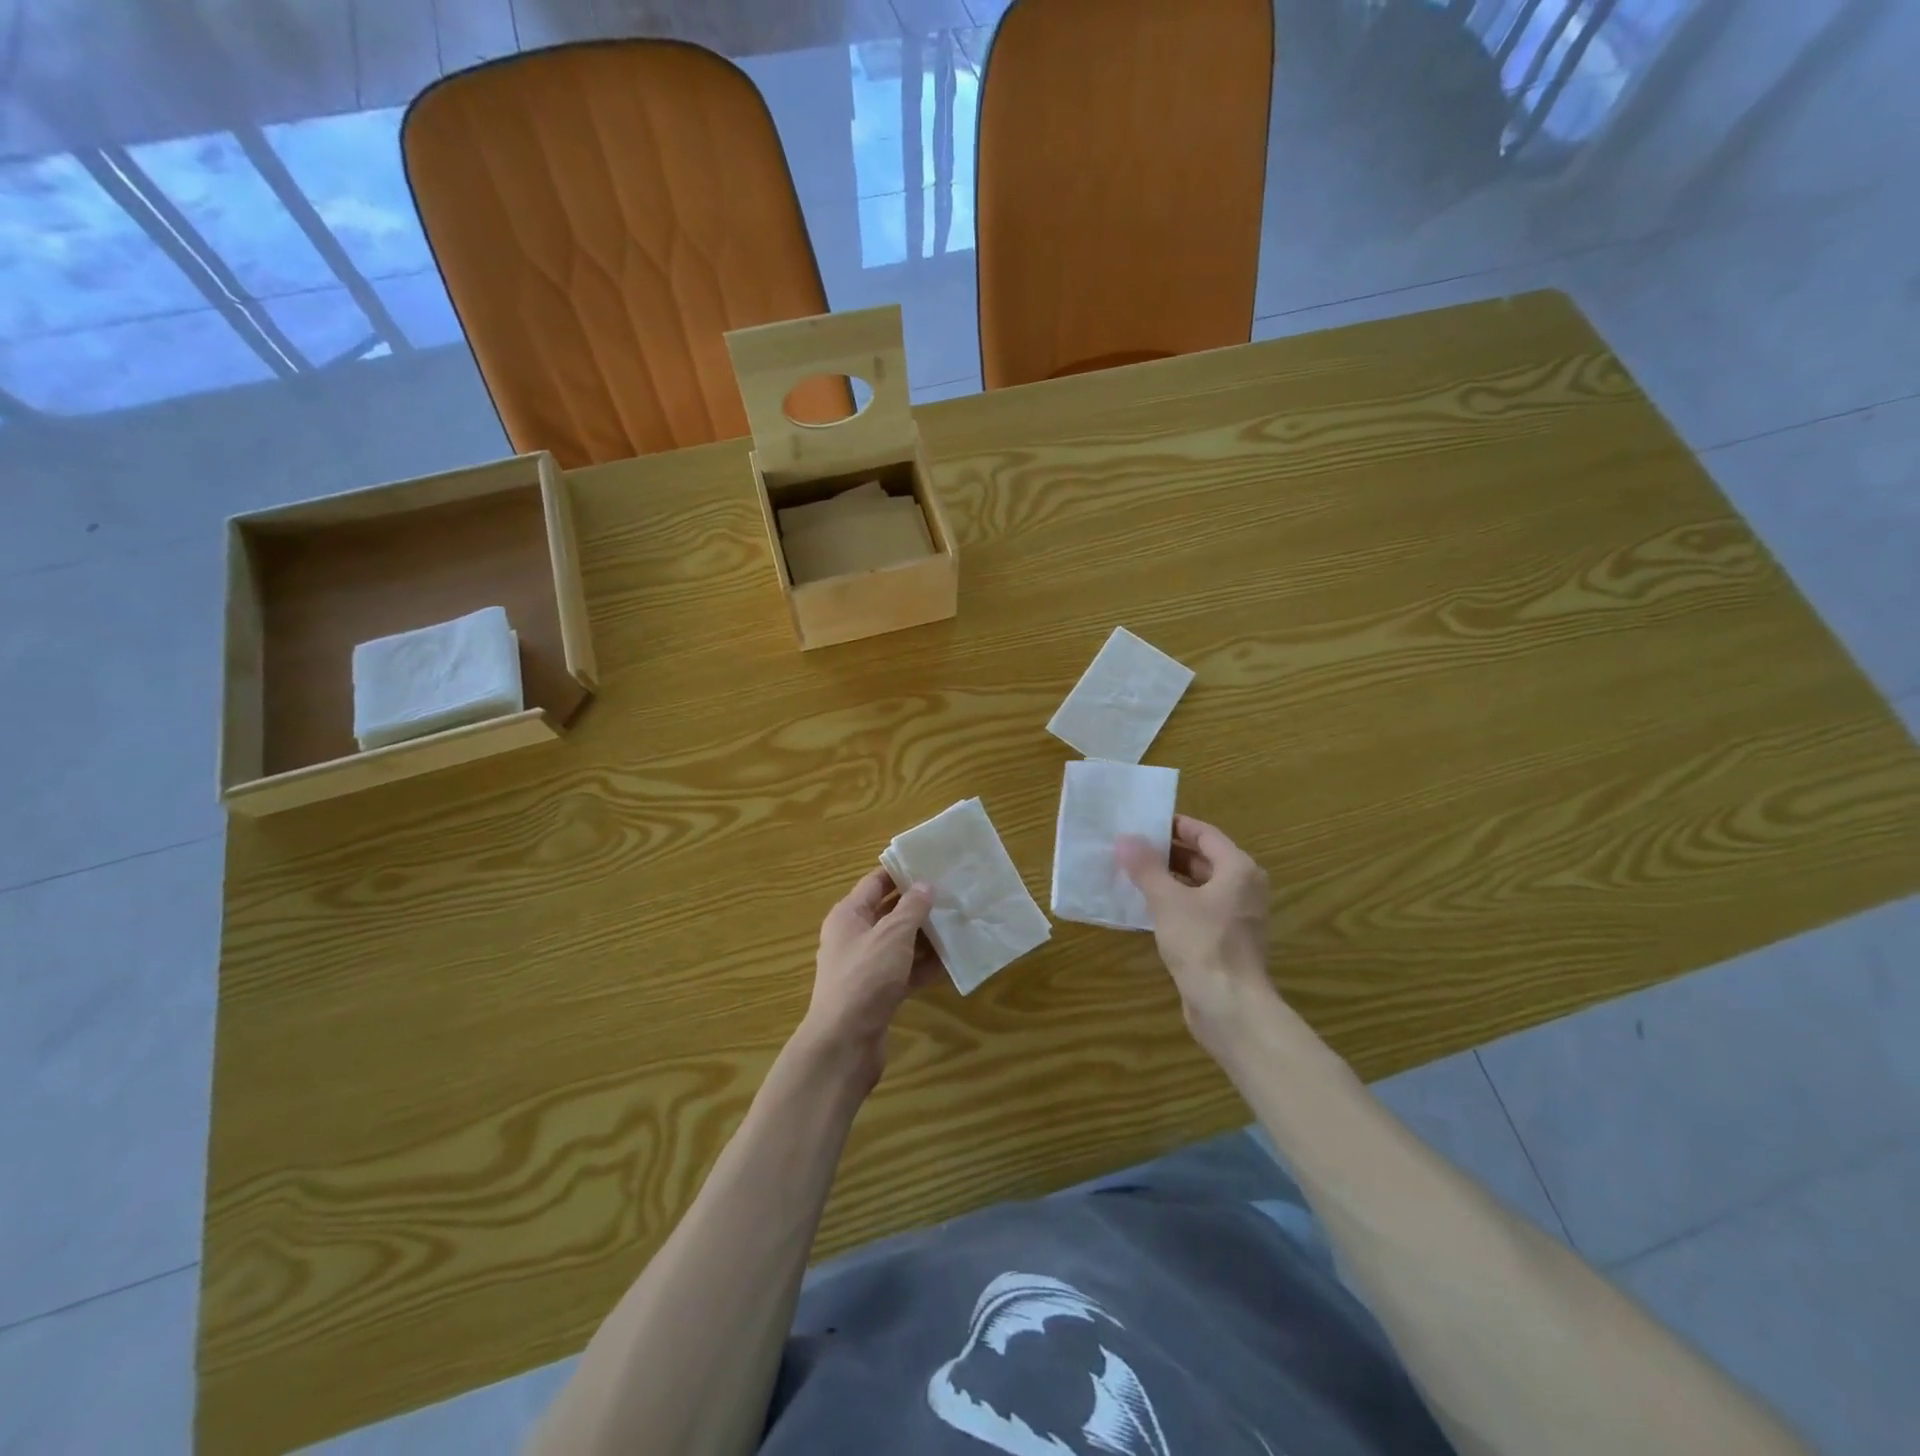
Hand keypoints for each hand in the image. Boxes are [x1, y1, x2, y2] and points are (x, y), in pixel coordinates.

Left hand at [798, 870, 939, 1089]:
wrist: (844, 1044)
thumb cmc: (865, 978)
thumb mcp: (892, 935)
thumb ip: (911, 908)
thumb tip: (925, 885)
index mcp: (848, 915)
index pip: (875, 882)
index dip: (902, 873)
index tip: (933, 864)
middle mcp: (854, 937)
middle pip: (889, 912)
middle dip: (920, 905)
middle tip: (954, 893)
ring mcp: (866, 967)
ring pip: (900, 943)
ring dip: (926, 937)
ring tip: (960, 924)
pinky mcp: (878, 993)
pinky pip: (905, 971)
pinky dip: (925, 966)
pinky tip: (952, 962)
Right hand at [1116, 815, 1275, 1046]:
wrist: (1230, 1007)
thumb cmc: (1202, 943)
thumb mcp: (1167, 900)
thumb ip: (1146, 867)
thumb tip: (1124, 839)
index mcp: (1238, 869)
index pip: (1205, 834)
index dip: (1175, 825)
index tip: (1144, 823)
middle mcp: (1244, 888)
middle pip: (1203, 859)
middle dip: (1168, 852)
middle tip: (1131, 847)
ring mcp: (1238, 917)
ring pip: (1200, 886)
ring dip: (1169, 879)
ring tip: (1133, 874)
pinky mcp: (1227, 941)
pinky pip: (1199, 910)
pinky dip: (1176, 903)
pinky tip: (1147, 908)